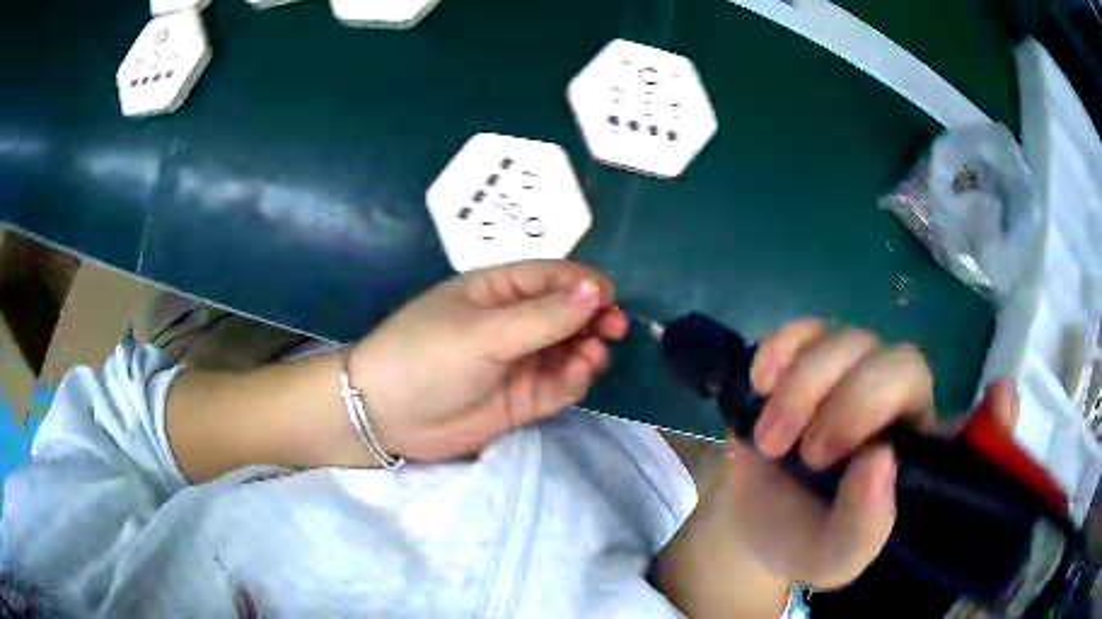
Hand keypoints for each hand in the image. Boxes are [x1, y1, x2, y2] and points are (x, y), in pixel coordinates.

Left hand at [349, 260, 628, 461]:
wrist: (387, 416)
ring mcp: (518, 361)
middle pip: (567, 313)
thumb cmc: (427, 357)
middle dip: (594, 318)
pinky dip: (574, 378)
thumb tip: (596, 288)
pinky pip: (559, 383)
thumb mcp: (483, 332)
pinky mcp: (522, 398)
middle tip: (614, 329)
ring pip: (568, 349)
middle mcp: (512, 322)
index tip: (611, 299)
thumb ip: (543, 316)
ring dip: (587, 349)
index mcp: (497, 290)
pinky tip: (578, 375)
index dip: (584, 284)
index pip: (552, 277)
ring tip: (593, 355)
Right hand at [716, 319, 1018, 589]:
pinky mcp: (812, 357)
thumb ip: (862, 529)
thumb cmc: (804, 540)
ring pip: (851, 340)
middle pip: (904, 365)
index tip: (997, 398)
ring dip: (804, 387)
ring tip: (771, 438)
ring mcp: (855, 374)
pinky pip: (807, 326)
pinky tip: (762, 381)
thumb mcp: (832, 559)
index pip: (976, 428)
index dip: (992, 413)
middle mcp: (901, 407)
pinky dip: (782, 348)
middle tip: (812, 453)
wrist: (752, 518)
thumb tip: (879, 461)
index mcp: (921, 458)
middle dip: (854, 403)